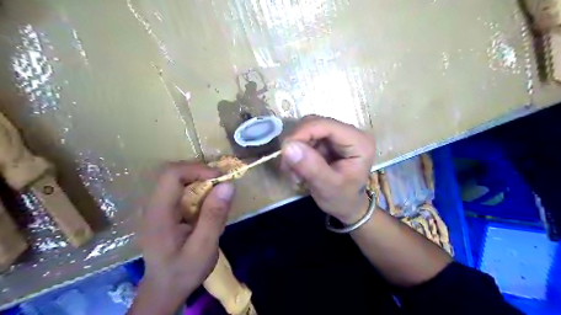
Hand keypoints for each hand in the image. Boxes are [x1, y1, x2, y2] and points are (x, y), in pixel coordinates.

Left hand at [130, 163, 234, 314]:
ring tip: (217, 196)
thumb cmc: (183, 271)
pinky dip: (197, 191)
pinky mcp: (163, 211)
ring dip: (200, 182)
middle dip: (201, 174)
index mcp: (158, 214)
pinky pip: (180, 191)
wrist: (164, 290)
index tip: (220, 178)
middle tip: (222, 185)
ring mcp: (156, 208)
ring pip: (178, 180)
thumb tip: (228, 185)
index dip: (197, 170)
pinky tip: (207, 206)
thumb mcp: (204, 248)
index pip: (172, 175)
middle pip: (174, 174)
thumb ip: (214, 216)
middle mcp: (153, 206)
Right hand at [283, 116, 373, 223]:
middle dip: (297, 143)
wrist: (347, 206)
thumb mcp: (328, 187)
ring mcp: (337, 135)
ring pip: (306, 130)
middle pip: (314, 124)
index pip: (325, 125)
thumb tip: (288, 146)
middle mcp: (349, 132)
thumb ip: (311, 167)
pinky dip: (297, 153)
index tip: (285, 151)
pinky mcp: (327, 140)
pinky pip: (305, 138)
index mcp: (358, 141)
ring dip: (295, 150)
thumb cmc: (343, 199)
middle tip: (288, 167)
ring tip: (294, 173)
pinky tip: (297, 170)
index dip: (302, 133)